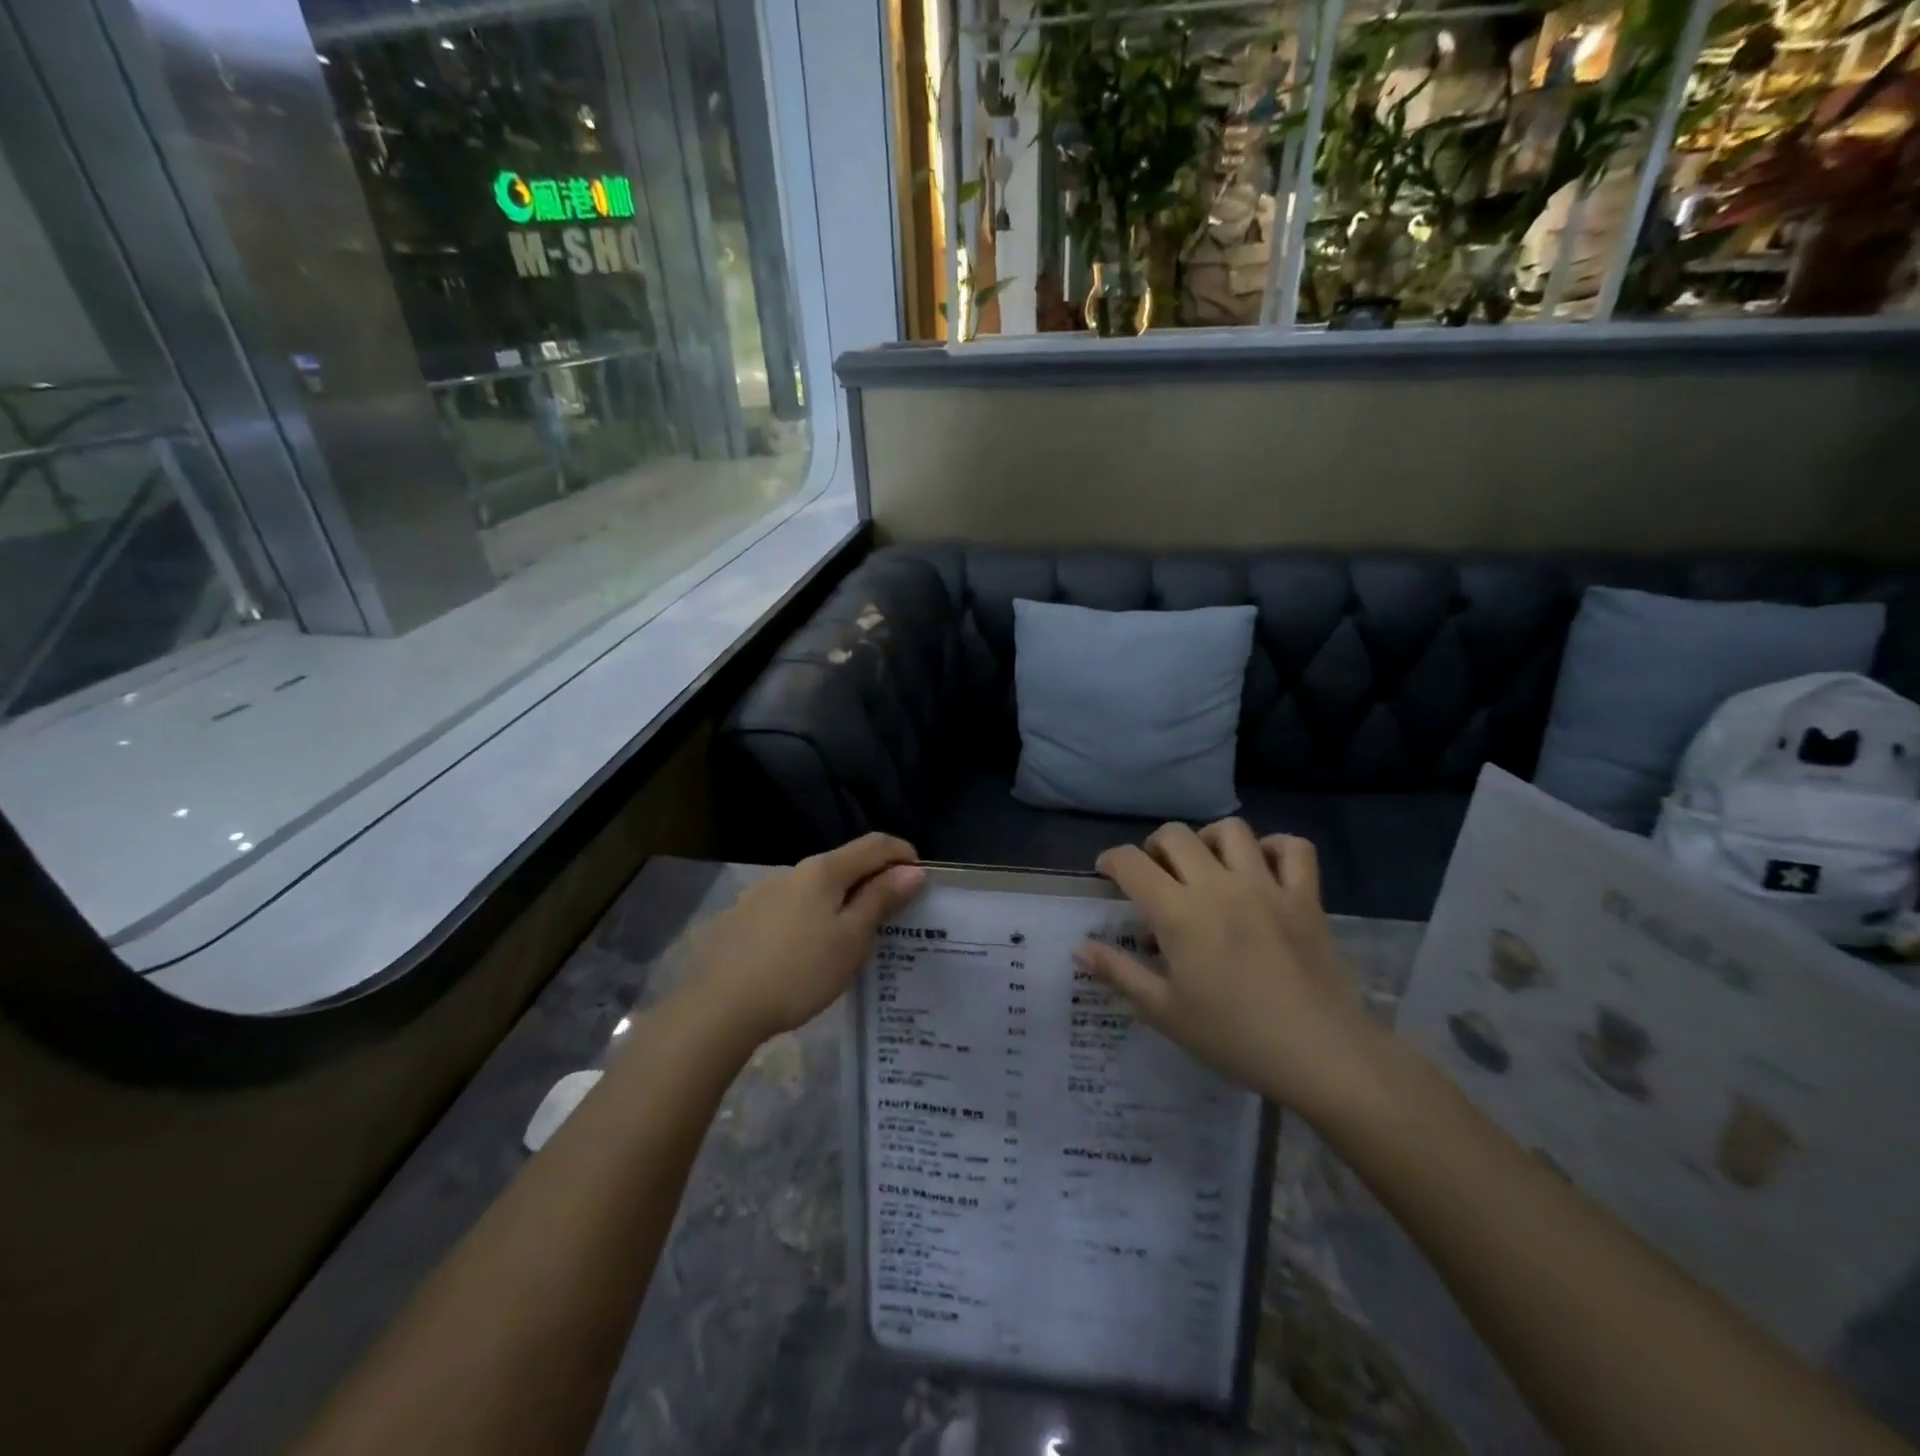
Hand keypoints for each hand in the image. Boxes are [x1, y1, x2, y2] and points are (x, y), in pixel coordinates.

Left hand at [684, 833, 924, 1043]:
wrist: (717, 1007)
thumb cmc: (798, 971)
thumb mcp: (851, 939)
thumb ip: (881, 900)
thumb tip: (911, 870)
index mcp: (823, 870)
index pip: (874, 844)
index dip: (903, 854)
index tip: (920, 880)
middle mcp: (792, 871)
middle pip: (843, 865)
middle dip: (872, 882)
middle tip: (891, 918)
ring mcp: (761, 894)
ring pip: (814, 889)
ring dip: (839, 903)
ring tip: (847, 943)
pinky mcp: (741, 919)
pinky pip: (789, 909)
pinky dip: (810, 920)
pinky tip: (804, 955)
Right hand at [1073, 820, 1383, 1118]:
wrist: (1320, 1055)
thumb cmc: (1234, 1037)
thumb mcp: (1165, 1012)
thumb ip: (1119, 973)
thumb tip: (1080, 948)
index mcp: (1180, 913)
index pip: (1132, 863)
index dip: (1112, 860)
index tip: (1108, 873)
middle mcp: (1219, 886)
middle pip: (1176, 835)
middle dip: (1155, 846)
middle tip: (1156, 873)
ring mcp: (1267, 886)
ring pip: (1231, 830)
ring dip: (1209, 839)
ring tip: (1206, 865)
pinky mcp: (1306, 897)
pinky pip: (1294, 848)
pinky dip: (1276, 848)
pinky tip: (1263, 868)